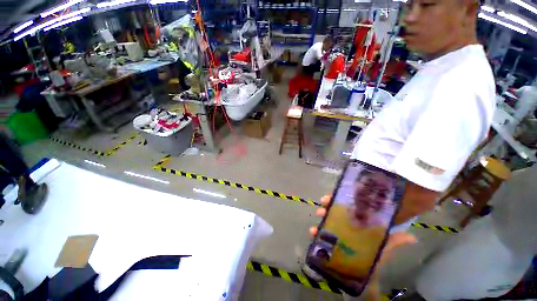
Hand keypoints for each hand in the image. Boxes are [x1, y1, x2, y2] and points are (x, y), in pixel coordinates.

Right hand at [309, 195, 415, 299]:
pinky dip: (317, 231)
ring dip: (321, 217)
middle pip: (335, 210)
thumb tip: (412, 237)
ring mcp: (338, 230)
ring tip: (318, 218)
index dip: (340, 199)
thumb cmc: (375, 256)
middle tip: (322, 206)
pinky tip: (313, 232)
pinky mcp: (332, 240)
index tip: (333, 196)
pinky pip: (323, 232)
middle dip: (328, 206)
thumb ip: (395, 241)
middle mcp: (347, 222)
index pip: (348, 205)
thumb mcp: (385, 247)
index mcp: (358, 220)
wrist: (366, 274)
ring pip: (328, 219)